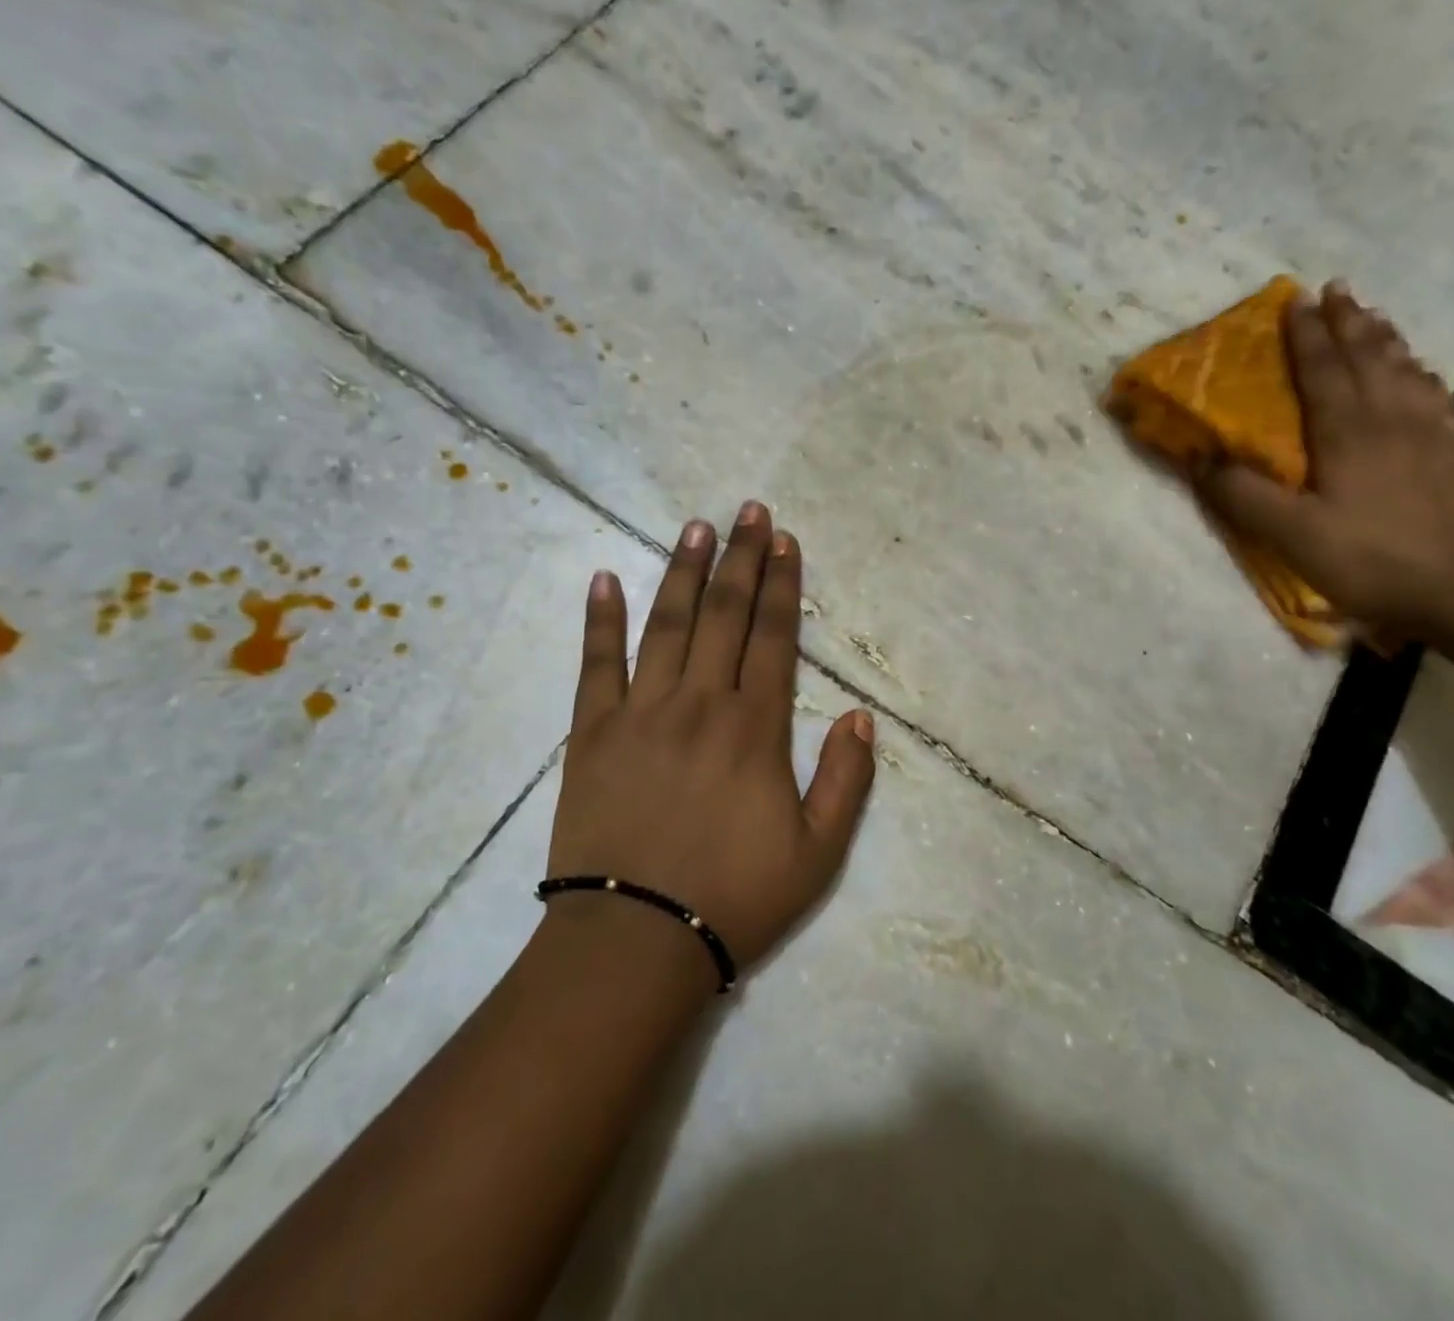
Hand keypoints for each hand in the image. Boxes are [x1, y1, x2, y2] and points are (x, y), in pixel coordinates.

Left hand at [546, 501, 875, 978]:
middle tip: (748, 511)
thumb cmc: (735, 898)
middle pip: (723, 615)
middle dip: (739, 559)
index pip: (773, 637)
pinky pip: (596, 665)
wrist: (636, 942)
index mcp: (755, 728)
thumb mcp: (818, 853)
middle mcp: (700, 703)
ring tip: (696, 527)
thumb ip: (846, 780)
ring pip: (666, 625)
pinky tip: (603, 579)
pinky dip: (600, 621)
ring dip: (682, 571)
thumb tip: (861, 716)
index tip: (784, 541)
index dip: (781, 585)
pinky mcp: (591, 733)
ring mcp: (641, 712)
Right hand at [1194, 281, 1453, 633]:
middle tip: (1336, 289)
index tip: (1294, 299)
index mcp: (1347, 433)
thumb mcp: (1289, 534)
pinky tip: (1419, 370)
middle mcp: (1391, 419)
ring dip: (1384, 337)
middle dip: (1348, 321)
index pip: (1322, 370)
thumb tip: (1198, 459)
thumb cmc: (1367, 559)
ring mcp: (1431, 432)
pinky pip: (1435, 394)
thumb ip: (1242, 495)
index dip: (1306, 335)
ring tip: (1372, 315)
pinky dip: (1419, 370)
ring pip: (1405, 368)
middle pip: (1368, 357)